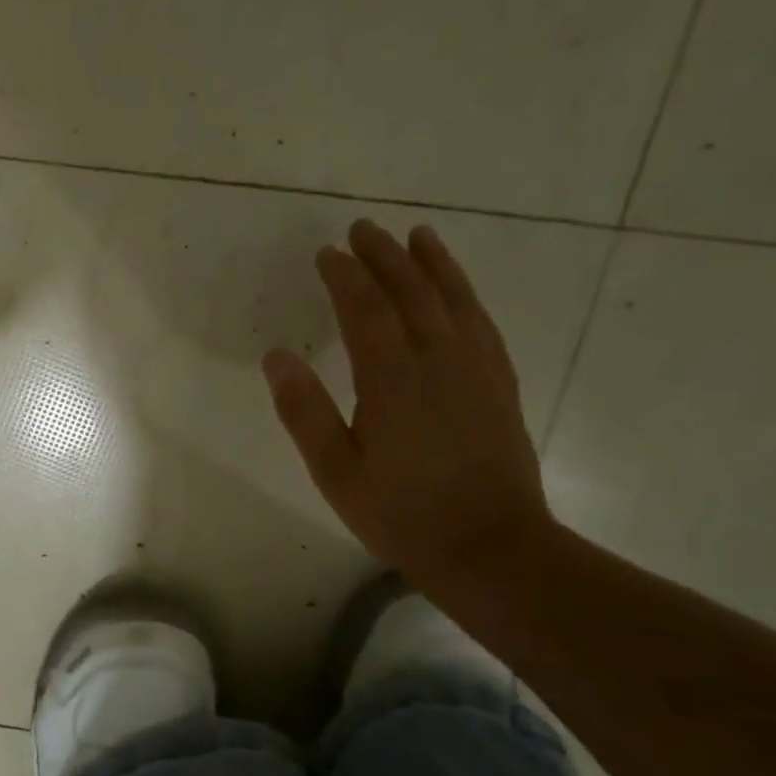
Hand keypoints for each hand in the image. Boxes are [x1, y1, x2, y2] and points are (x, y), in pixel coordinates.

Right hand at [262, 220, 552, 591]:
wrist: (489, 546)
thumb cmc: (400, 513)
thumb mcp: (335, 471)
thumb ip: (304, 411)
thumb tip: (276, 356)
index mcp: (392, 379)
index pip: (365, 310)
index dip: (345, 276)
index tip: (327, 253)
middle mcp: (438, 361)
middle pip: (411, 293)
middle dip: (384, 257)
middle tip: (363, 229)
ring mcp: (476, 369)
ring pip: (454, 299)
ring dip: (432, 264)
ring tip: (417, 236)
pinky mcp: (499, 384)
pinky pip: (482, 323)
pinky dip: (466, 294)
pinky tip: (459, 290)